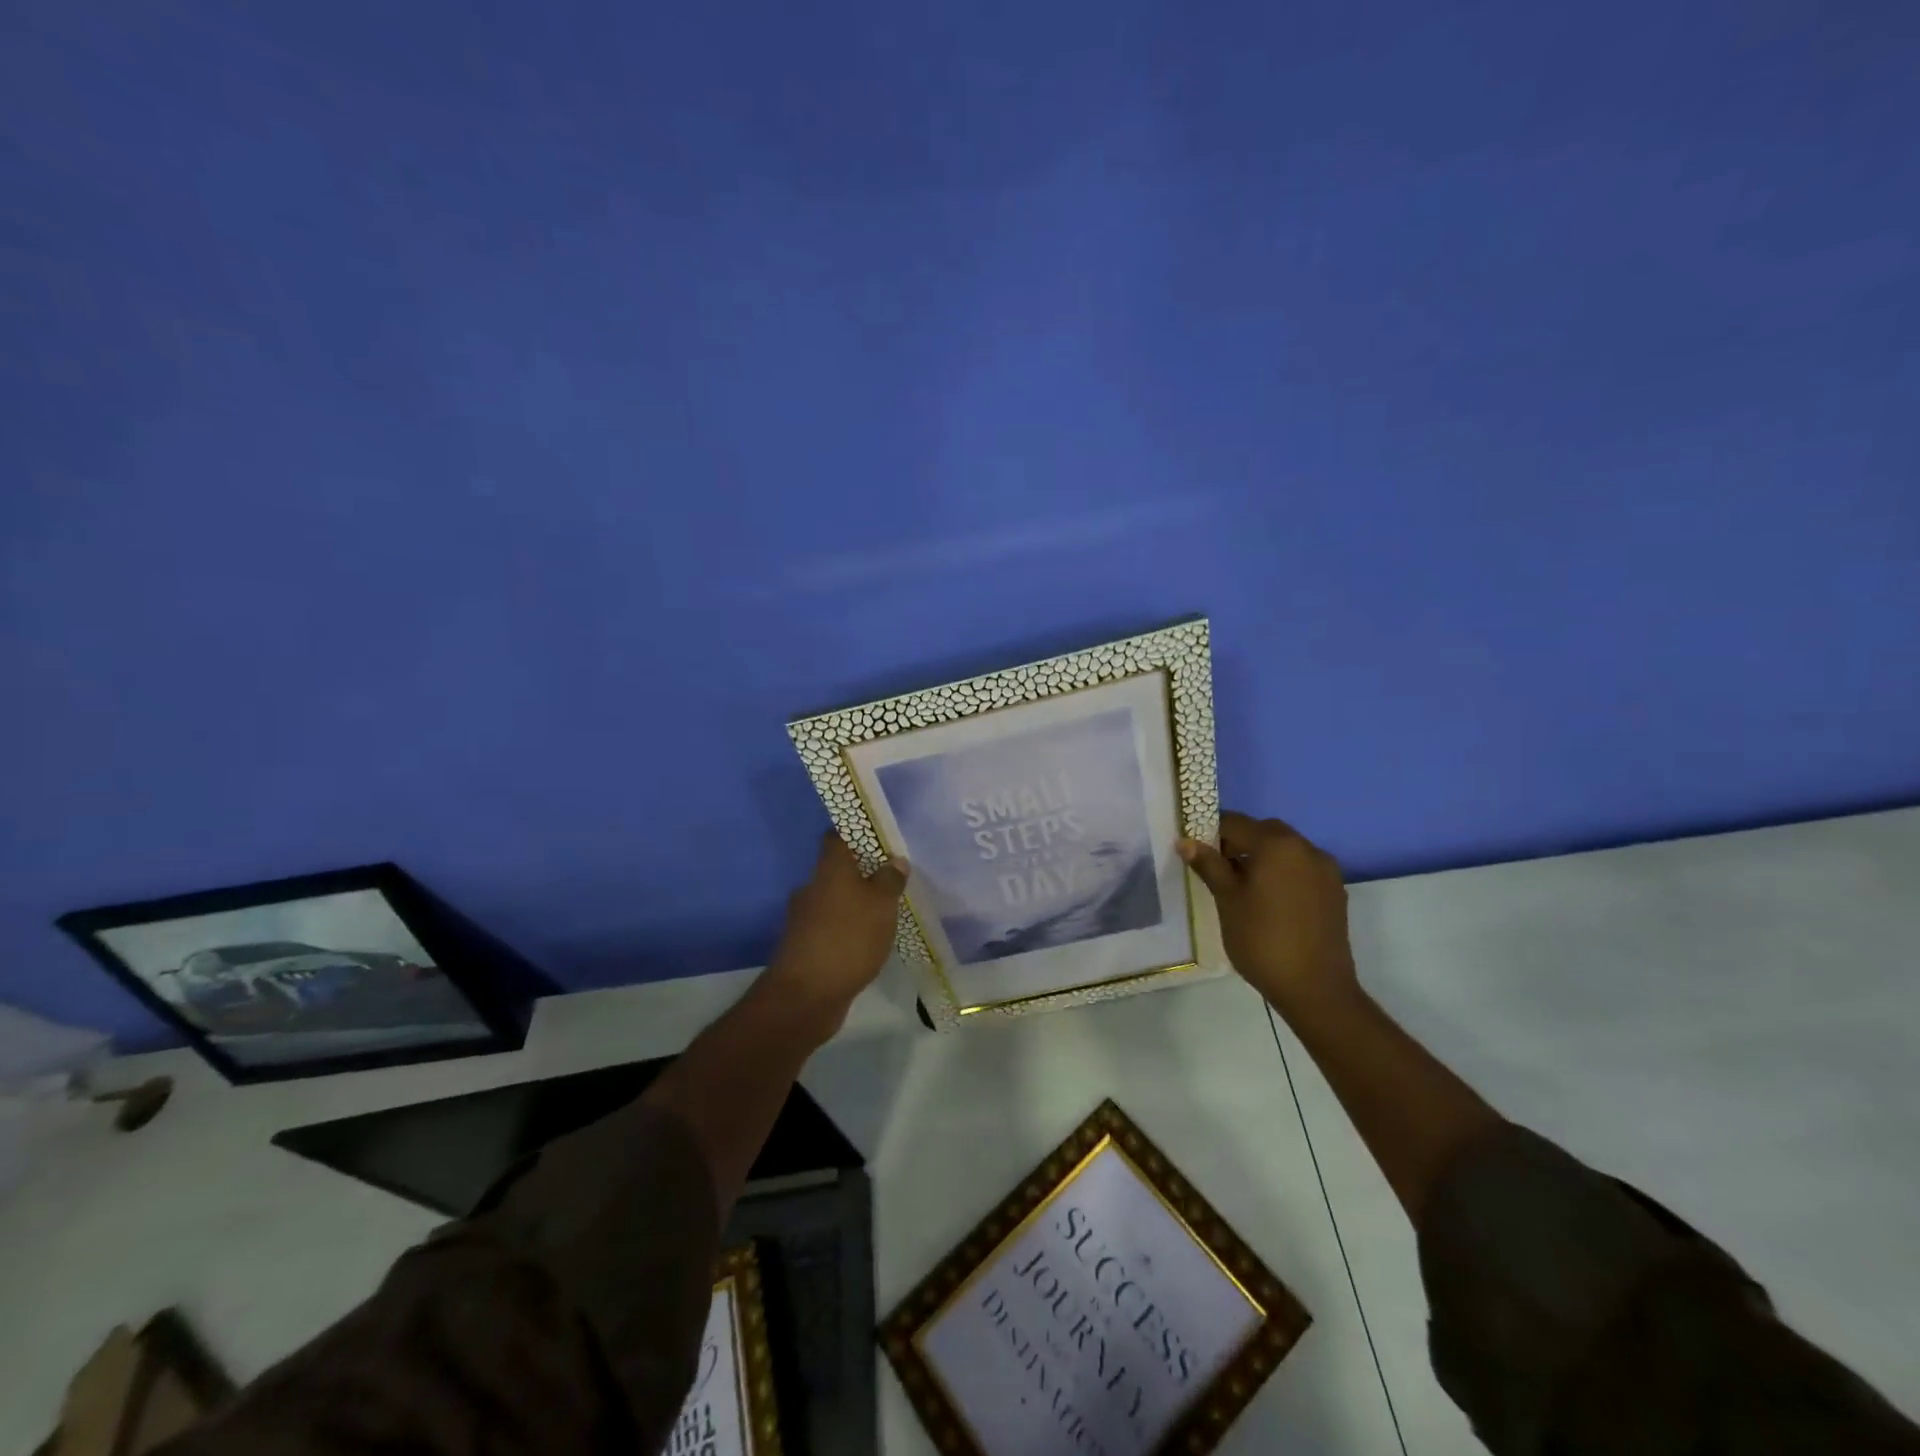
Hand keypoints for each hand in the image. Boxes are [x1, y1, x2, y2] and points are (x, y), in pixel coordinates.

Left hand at [765, 833, 908, 1031]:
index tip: (878, 840)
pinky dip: (846, 931)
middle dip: (860, 875)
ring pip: (833, 901)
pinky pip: (830, 928)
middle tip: (889, 882)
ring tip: (883, 916)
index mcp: (829, 869)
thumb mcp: (881, 905)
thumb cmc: (848, 938)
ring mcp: (804, 919)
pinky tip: (866, 944)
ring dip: (853, 906)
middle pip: (836, 871)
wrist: (805, 996)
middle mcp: (811, 888)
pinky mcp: (804, 947)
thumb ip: (890, 880)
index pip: (836, 837)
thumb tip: (894, 860)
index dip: (855, 834)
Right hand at [1179, 812, 1356, 1013]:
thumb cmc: (1262, 940)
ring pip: (1285, 850)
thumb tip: (1186, 841)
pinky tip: (1269, 902)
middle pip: (1264, 832)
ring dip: (1262, 857)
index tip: (1196, 854)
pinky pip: (1301, 869)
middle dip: (1238, 843)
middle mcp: (1306, 848)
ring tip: (1242, 888)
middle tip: (1217, 870)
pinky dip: (1282, 873)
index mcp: (1277, 844)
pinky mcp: (1335, 892)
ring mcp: (1326, 870)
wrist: (1316, 989)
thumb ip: (1209, 865)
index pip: (1235, 823)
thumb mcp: (1227, 900)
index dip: (1210, 833)